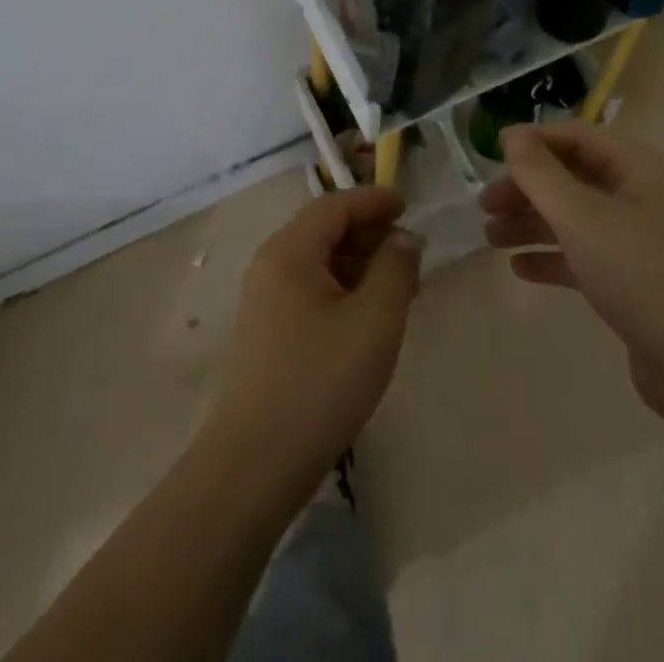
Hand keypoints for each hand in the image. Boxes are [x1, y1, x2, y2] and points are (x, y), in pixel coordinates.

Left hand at [205, 186, 420, 496]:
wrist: (254, 464)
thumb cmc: (320, 381)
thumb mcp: (374, 321)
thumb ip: (395, 269)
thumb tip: (403, 238)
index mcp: (290, 250)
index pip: (335, 205)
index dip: (373, 200)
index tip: (408, 204)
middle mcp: (270, 265)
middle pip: (323, 230)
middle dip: (368, 232)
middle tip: (409, 250)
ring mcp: (264, 301)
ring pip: (317, 262)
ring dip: (358, 263)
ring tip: (397, 285)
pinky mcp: (266, 333)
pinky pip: (309, 290)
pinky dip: (342, 289)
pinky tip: (367, 317)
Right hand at [480, 122, 663, 426]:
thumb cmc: (643, 276)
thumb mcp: (583, 218)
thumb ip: (541, 174)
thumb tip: (512, 135)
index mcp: (640, 168)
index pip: (577, 137)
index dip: (532, 142)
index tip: (490, 156)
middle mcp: (643, 196)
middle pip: (573, 177)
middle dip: (527, 188)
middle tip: (485, 208)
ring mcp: (642, 241)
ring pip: (576, 218)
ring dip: (533, 223)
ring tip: (491, 239)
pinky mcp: (637, 281)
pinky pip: (587, 256)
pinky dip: (553, 257)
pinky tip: (521, 270)